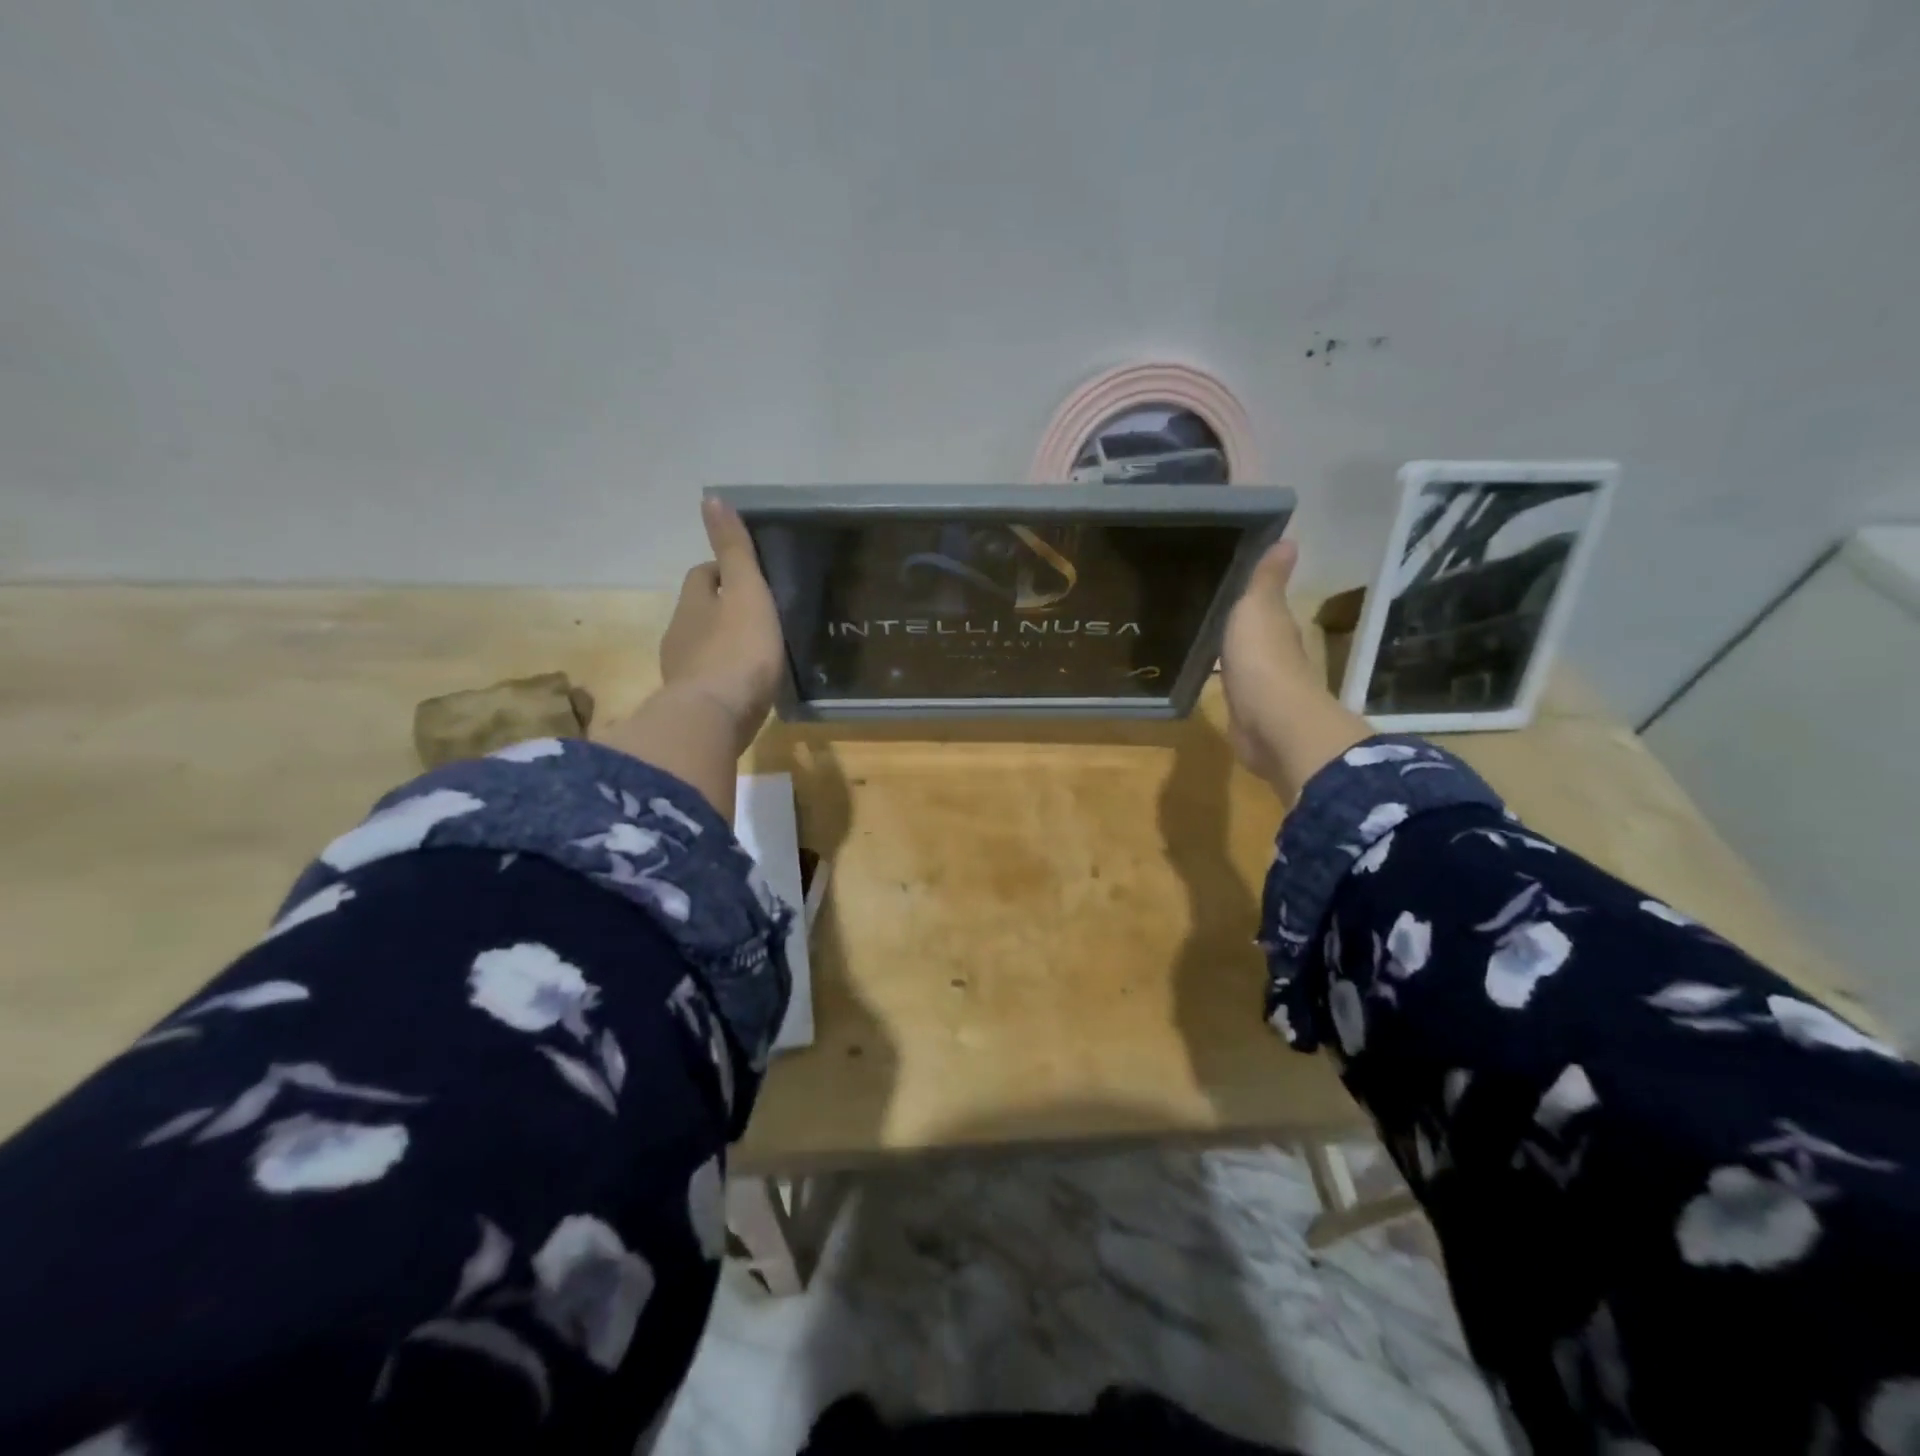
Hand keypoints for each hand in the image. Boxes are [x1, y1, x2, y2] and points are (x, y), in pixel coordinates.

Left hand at [659, 498, 784, 750]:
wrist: (714, 718)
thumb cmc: (738, 650)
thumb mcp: (746, 592)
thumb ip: (733, 550)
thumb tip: (711, 497)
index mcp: (693, 603)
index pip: (701, 576)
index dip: (722, 572)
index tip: (749, 579)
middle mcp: (679, 634)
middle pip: (699, 611)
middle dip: (721, 610)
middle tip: (757, 616)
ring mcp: (682, 672)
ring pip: (701, 647)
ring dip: (722, 645)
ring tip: (755, 653)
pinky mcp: (692, 705)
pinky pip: (708, 681)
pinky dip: (723, 677)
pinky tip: (744, 687)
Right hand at [1220, 537, 1369, 797]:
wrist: (1270, 724)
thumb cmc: (1262, 659)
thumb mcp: (1259, 609)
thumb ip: (1266, 580)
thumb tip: (1289, 538)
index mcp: (1277, 626)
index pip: (1265, 603)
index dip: (1250, 592)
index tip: (1224, 576)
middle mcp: (1273, 653)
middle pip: (1253, 631)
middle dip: (1235, 621)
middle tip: (1202, 606)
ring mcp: (1260, 685)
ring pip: (1241, 659)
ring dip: (1227, 651)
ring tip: (1197, 637)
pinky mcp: (1246, 712)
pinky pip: (1230, 687)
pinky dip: (1221, 678)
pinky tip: (1203, 673)